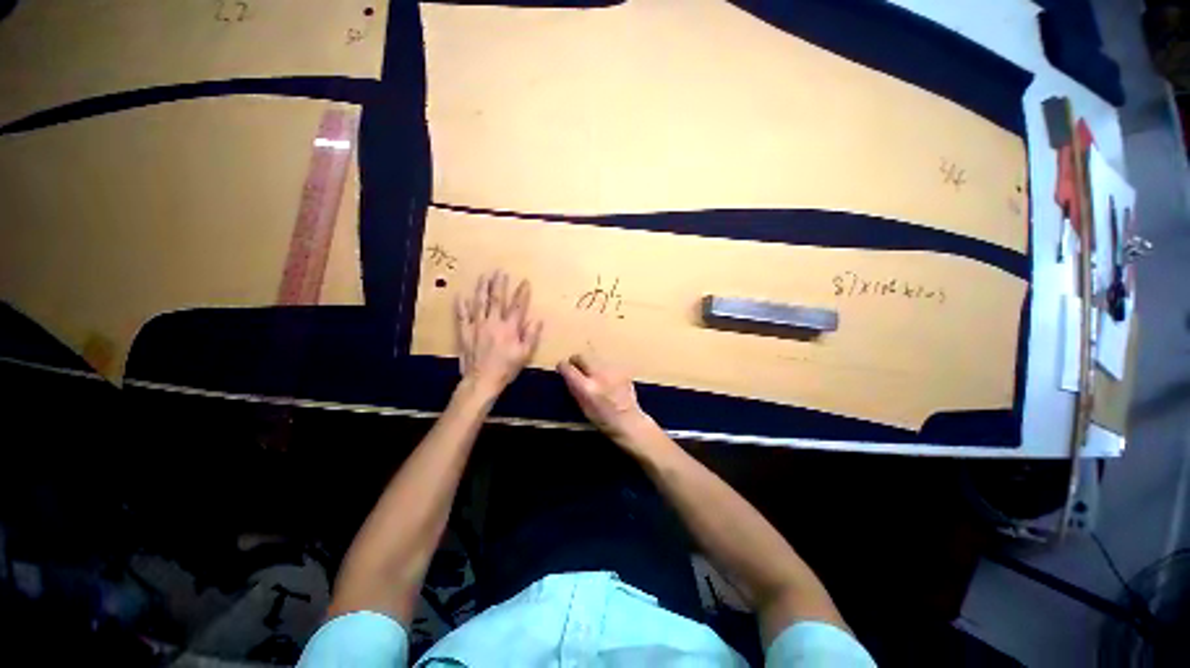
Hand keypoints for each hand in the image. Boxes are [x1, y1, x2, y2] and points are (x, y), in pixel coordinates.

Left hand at [456, 271, 543, 396]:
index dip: (522, 293)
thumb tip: (538, 320)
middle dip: (499, 284)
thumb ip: (531, 336)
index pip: (518, 306)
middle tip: (500, 271)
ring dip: (482, 288)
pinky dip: (461, 306)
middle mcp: (494, 323)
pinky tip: (460, 295)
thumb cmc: (506, 368)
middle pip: (497, 299)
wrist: (482, 380)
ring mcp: (477, 326)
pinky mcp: (465, 332)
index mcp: (510, 328)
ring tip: (484, 276)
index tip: (525, 281)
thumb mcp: (525, 354)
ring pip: (480, 303)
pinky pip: (462, 316)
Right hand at [557, 352, 653, 443]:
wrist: (628, 421)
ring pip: (594, 358)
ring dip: (590, 364)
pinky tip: (607, 379)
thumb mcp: (582, 406)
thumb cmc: (602, 419)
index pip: (568, 368)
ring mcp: (612, 370)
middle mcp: (599, 375)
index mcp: (587, 388)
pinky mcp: (622, 369)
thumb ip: (573, 388)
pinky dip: (603, 368)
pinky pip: (607, 363)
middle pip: (581, 356)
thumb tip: (566, 374)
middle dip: (576, 361)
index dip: (562, 367)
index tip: (562, 368)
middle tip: (576, 368)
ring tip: (593, 375)